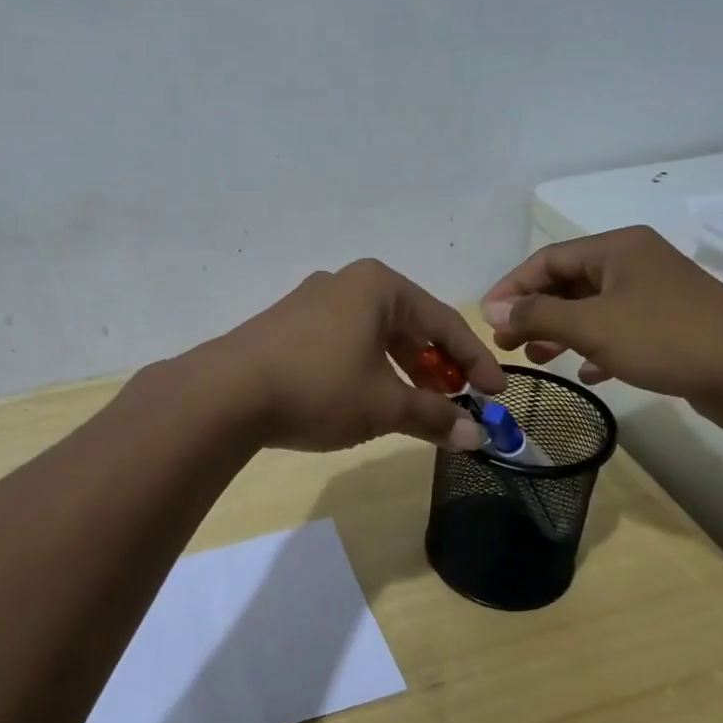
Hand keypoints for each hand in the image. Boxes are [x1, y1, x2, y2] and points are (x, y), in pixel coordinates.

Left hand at [207, 259, 505, 452]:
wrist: (226, 393)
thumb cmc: (320, 386)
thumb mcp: (384, 404)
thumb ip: (434, 417)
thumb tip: (478, 438)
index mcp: (378, 286)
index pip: (443, 322)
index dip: (474, 361)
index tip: (496, 394)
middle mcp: (345, 283)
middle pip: (408, 326)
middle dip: (435, 367)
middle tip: (456, 403)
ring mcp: (311, 302)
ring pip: (374, 336)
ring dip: (401, 371)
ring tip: (415, 407)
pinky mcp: (286, 326)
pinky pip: (344, 343)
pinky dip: (367, 369)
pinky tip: (367, 399)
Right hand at [480, 227, 722, 432]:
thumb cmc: (667, 337)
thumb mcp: (592, 325)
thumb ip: (538, 316)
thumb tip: (493, 312)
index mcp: (616, 248)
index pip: (547, 260)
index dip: (512, 288)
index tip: (486, 319)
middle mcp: (634, 263)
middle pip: (568, 283)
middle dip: (534, 313)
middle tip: (506, 344)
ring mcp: (655, 296)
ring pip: (592, 309)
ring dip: (560, 332)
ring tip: (536, 359)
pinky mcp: (671, 328)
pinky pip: (619, 332)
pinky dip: (595, 348)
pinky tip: (585, 372)